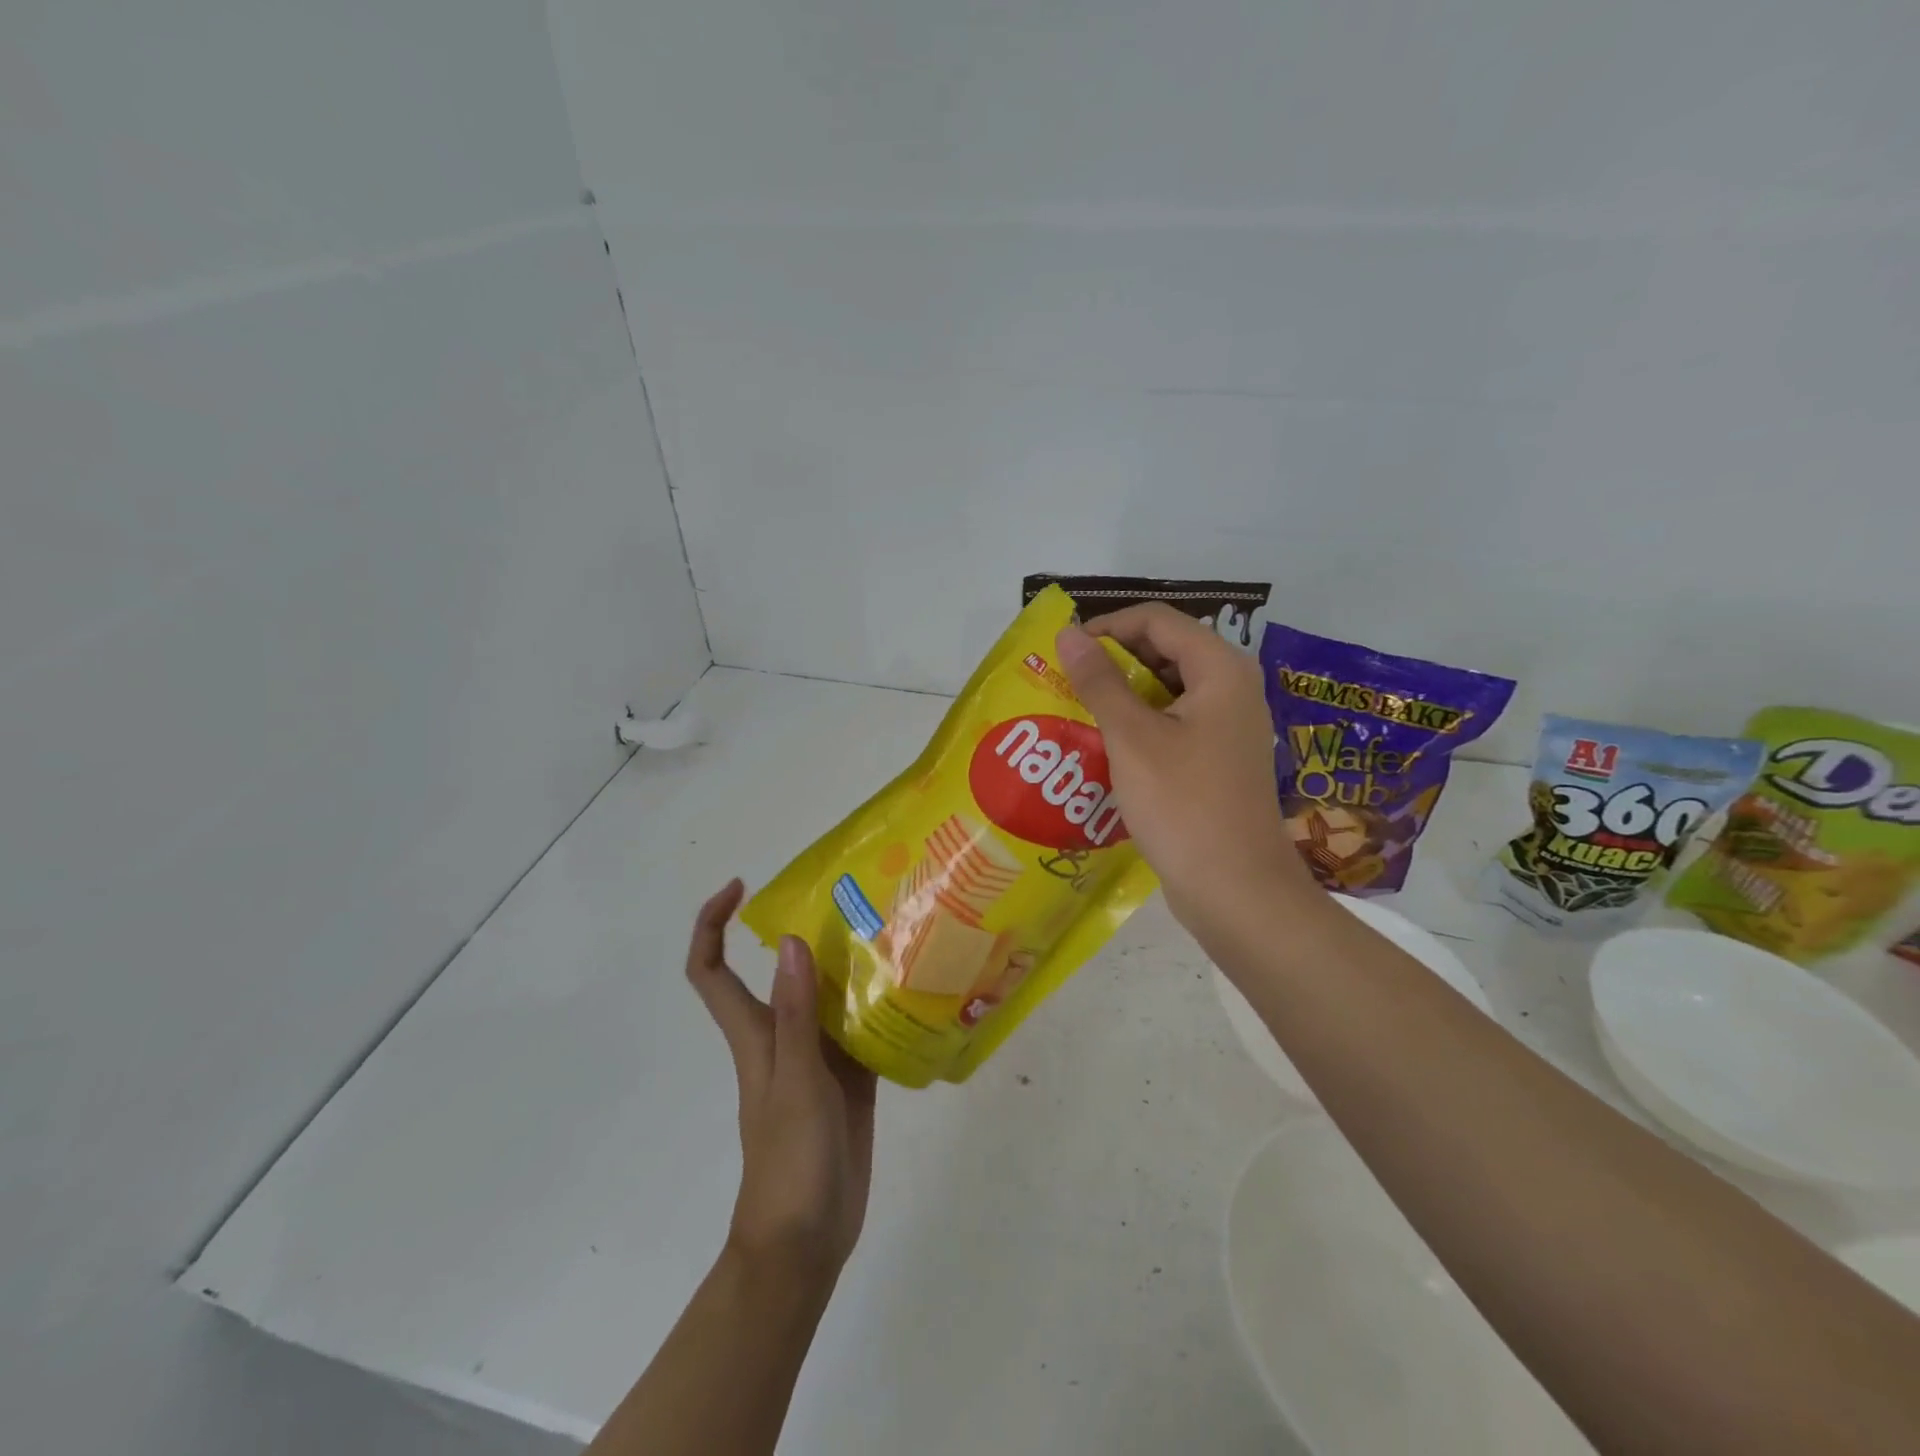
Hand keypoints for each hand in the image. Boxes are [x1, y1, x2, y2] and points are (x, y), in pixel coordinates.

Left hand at [685, 881, 876, 1287]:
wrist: (806, 1241)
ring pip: (826, 996)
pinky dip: (880, 1005)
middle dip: (804, 931)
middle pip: (780, 972)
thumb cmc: (789, 1161)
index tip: (740, 887)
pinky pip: (862, 1028)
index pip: (712, 970)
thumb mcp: (796, 1082)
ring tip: (892, 931)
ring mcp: (817, 1058)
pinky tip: (913, 988)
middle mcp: (783, 1036)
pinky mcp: (849, 1078)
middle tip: (852, 900)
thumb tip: (787, 941)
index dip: (712, 924)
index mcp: (755, 1034)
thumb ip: (794, 1014)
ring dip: (849, 964)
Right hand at [1056, 605, 1318, 931]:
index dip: (1107, 626)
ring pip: (1168, 690)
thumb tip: (1069, 634)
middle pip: (1166, 650)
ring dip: (1124, 695)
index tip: (1064, 652)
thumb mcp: (1132, 737)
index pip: (1157, 620)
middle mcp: (1232, 688)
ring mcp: (1230, 726)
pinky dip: (1141, 725)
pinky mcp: (1220, 759)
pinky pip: (1175, 723)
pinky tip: (1107, 747)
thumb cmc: (1183, 804)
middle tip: (1067, 682)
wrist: (1236, 889)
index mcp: (1221, 669)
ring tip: (1079, 713)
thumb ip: (1099, 681)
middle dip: (1114, 661)